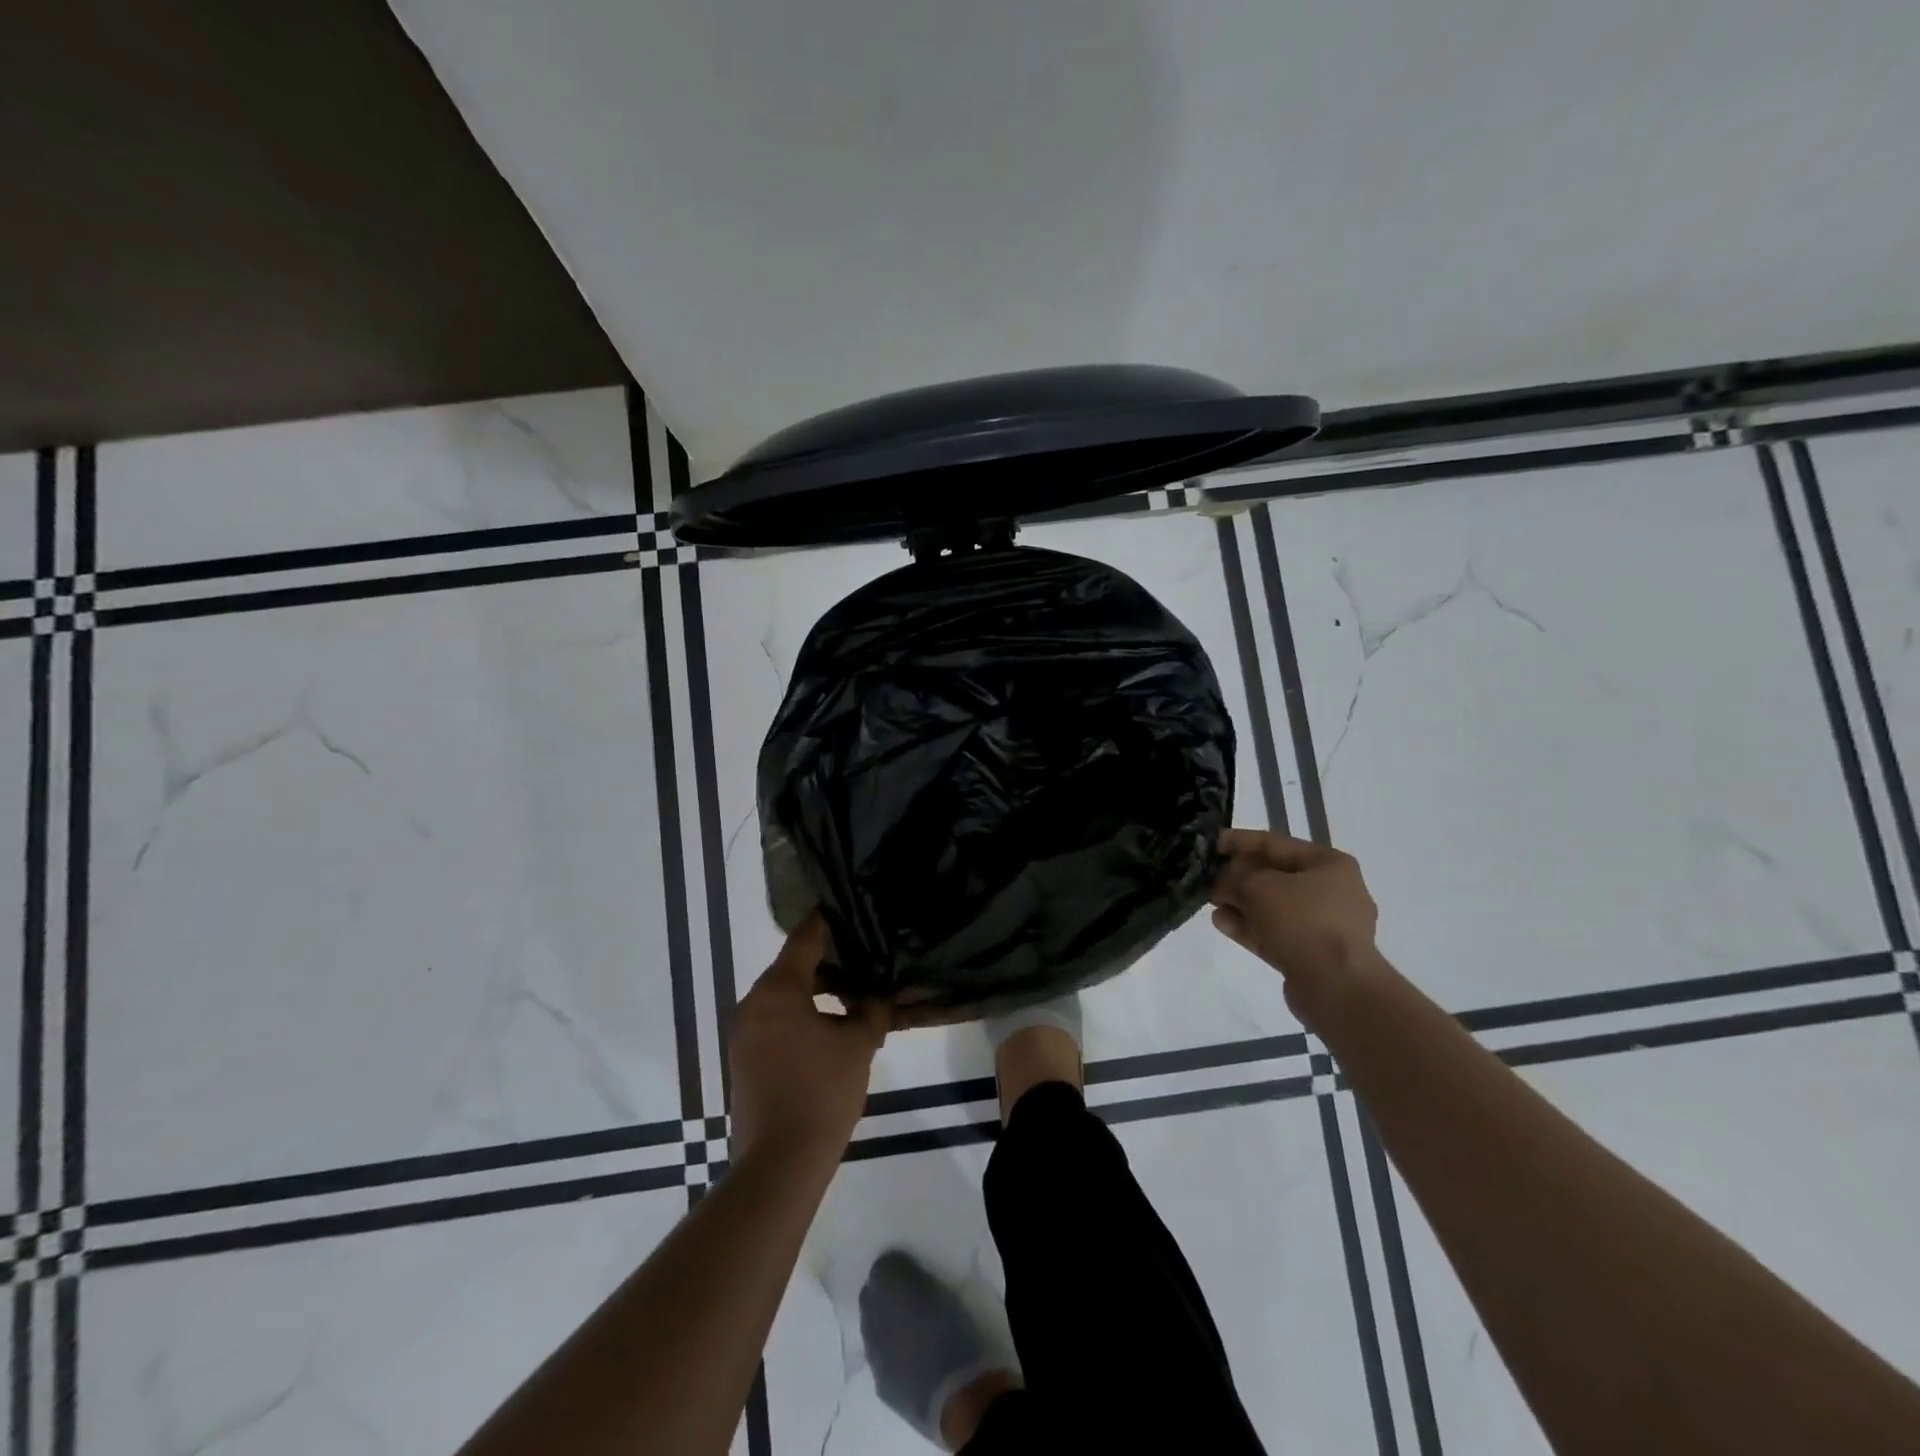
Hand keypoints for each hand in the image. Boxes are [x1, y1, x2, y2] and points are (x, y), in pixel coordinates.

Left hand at [729, 915, 888, 1167]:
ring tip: (857, 991)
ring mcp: (744, 1032)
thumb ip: (872, 1007)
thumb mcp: (858, 1044)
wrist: (779, 1165)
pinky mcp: (745, 1057)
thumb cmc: (821, 1093)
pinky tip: (834, 1024)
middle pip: (793, 965)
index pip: (805, 938)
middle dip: (830, 959)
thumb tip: (882, 989)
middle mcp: (753, 1003)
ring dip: (818, 990)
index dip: (830, 920)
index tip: (852, 906)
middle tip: (866, 954)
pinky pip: (777, 1019)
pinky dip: (803, 1013)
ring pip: (785, 995)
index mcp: (777, 990)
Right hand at [1209, 829, 1380, 1001]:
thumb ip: (1232, 877)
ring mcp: (1324, 926)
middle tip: (1205, 877)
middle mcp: (1331, 891)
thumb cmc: (1302, 920)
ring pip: (1272, 907)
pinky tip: (1221, 923)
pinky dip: (1249, 926)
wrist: (1336, 986)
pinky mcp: (1313, 954)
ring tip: (1209, 902)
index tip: (1207, 843)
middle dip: (1237, 876)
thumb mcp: (1257, 886)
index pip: (1273, 843)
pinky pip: (1275, 932)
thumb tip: (1219, 881)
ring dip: (1240, 903)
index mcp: (1328, 864)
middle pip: (1273, 876)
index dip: (1237, 841)